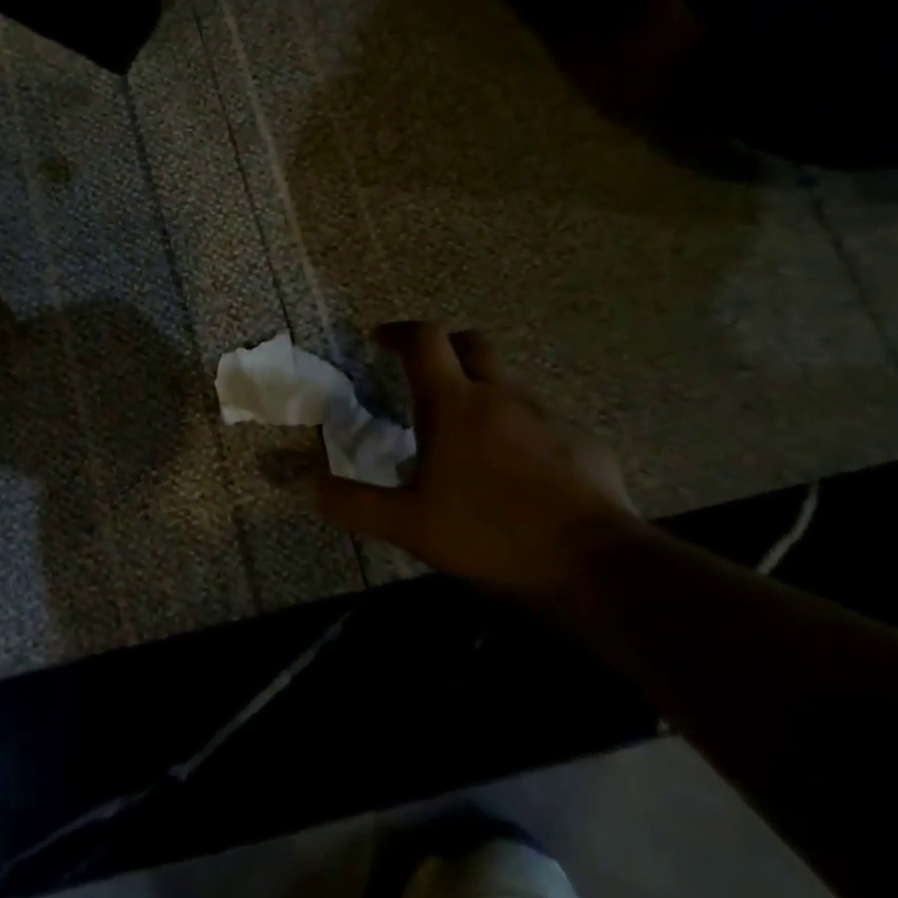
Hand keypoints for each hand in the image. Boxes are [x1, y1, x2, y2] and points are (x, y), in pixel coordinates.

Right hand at [312, 323, 638, 599]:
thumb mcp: (407, 524)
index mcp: (454, 403)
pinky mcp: (581, 442)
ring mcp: (547, 415)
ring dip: (481, 387)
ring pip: (508, 380)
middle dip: (444, 346)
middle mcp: (501, 394)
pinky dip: (517, 425)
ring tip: (465, 428)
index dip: (399, 331)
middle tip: (423, 370)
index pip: (425, 340)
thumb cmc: (489, 534)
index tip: (380, 339)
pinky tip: (514, 467)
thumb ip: (352, 503)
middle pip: (471, 342)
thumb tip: (302, 486)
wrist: (595, 565)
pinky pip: (540, 418)